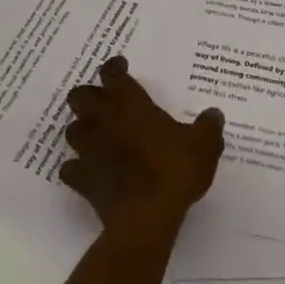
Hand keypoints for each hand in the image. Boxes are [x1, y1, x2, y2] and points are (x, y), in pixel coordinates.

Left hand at [62, 58, 224, 235]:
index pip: (112, 74)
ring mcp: (88, 150)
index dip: (114, 67)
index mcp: (130, 103)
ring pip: (71, 130)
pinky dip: (76, 168)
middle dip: (88, 96)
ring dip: (81, 130)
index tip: (121, 67)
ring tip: (96, 136)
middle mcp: (103, 120)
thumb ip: (208, 126)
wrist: (146, 217)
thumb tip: (214, 114)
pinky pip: (70, 169)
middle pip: (80, 96)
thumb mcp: (204, 145)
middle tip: (104, 102)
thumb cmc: (174, 170)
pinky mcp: (82, 180)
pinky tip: (88, 172)